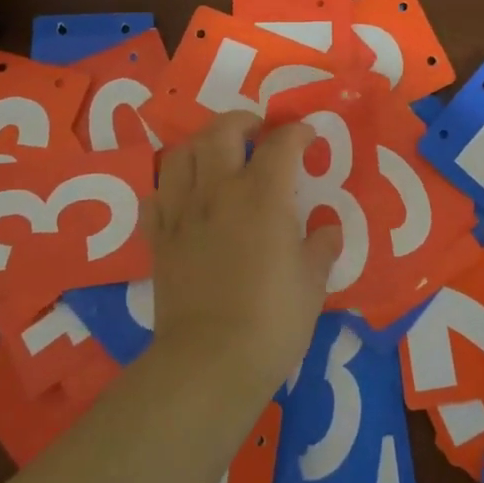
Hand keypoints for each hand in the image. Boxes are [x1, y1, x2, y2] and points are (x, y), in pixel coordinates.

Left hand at [145, 112, 340, 404]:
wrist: (210, 362)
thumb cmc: (273, 320)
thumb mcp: (313, 283)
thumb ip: (321, 248)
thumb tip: (328, 230)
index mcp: (263, 196)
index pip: (280, 144)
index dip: (297, 132)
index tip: (307, 135)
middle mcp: (219, 192)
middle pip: (221, 132)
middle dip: (242, 120)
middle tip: (257, 131)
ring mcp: (183, 214)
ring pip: (181, 155)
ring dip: (201, 145)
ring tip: (217, 156)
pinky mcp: (158, 241)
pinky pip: (155, 199)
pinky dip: (169, 190)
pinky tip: (183, 200)